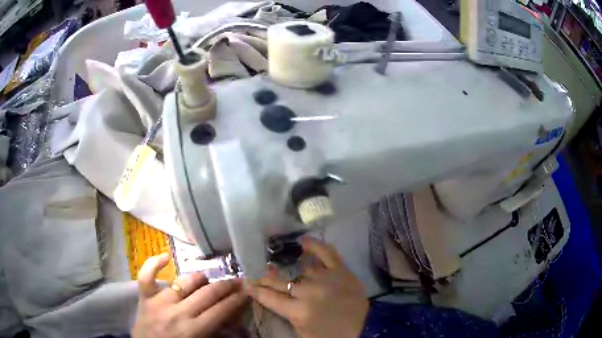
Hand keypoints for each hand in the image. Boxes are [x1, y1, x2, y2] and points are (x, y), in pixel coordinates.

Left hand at [132, 253, 247, 337]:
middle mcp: (178, 313)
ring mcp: (159, 302)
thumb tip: (237, 323)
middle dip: (225, 286)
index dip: (236, 300)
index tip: (246, 292)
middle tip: (236, 281)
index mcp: (194, 330)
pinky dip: (154, 263)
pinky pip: (147, 276)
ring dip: (199, 278)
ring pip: (183, 282)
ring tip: (206, 279)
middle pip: (206, 294)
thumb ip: (217, 333)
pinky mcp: (144, 297)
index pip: (221, 310)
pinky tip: (165, 256)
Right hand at [247, 237, 369, 337]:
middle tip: (254, 272)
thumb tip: (271, 297)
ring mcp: (325, 279)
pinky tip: (303, 241)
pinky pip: (327, 253)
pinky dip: (315, 245)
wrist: (363, 329)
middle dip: (263, 277)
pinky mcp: (341, 271)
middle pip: (279, 281)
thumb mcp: (302, 331)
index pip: (268, 297)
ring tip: (274, 262)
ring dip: (284, 266)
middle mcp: (308, 292)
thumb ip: (286, 314)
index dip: (254, 289)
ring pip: (299, 268)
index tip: (244, 282)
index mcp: (298, 311)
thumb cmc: (330, 335)